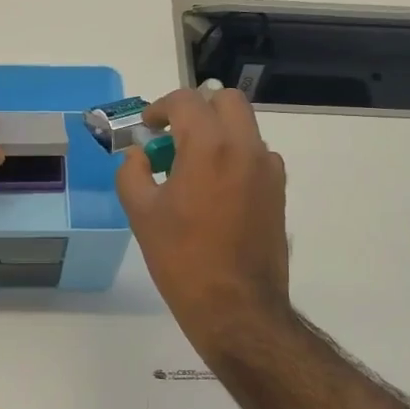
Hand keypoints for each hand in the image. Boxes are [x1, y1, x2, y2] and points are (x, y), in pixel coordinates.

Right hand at [116, 88, 291, 350]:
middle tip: (172, 137)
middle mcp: (245, 148)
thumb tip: (136, 155)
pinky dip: (233, 157)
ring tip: (190, 169)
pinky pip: (255, 156)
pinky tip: (214, 192)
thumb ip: (132, 173)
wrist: (236, 307)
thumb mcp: (142, 214)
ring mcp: (268, 170)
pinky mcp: (278, 192)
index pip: (186, 101)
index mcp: (209, 147)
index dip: (160, 108)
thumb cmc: (182, 259)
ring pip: (243, 128)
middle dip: (196, 109)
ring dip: (216, 133)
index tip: (147, 129)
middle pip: (226, 101)